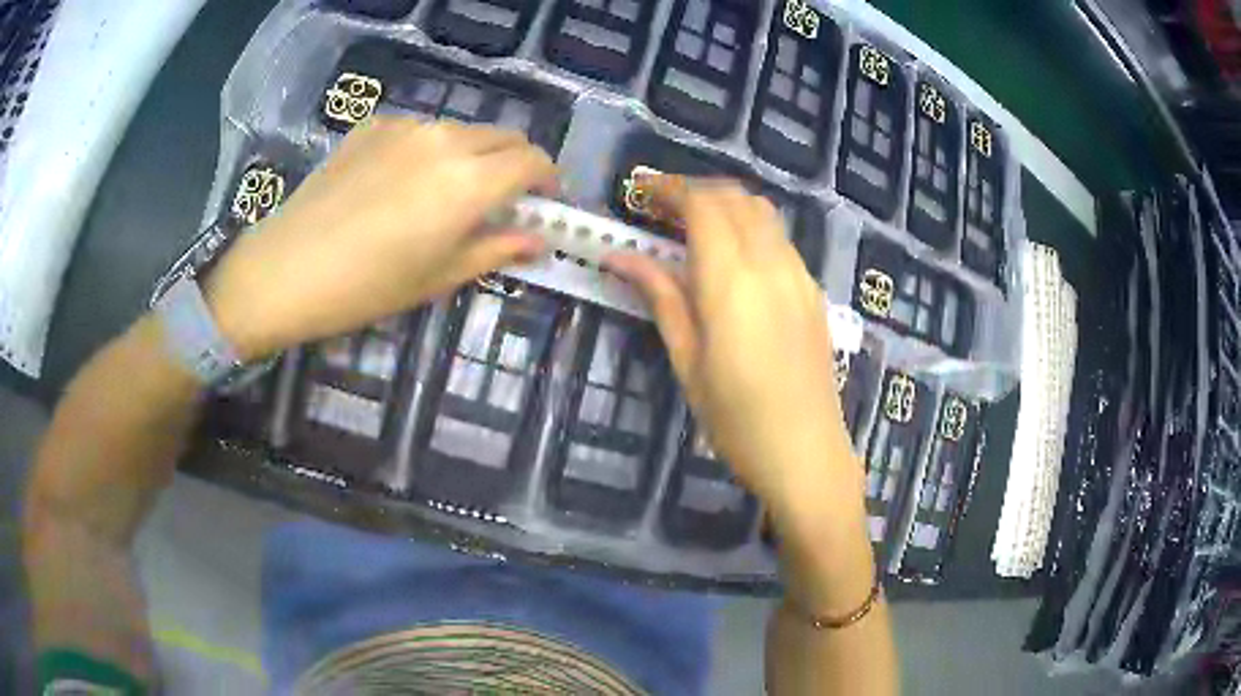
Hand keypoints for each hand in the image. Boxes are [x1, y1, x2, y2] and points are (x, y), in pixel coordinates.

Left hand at [204, 117, 556, 360]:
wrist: (286, 269)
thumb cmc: (367, 287)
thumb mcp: (439, 277)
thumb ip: (496, 249)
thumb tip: (538, 240)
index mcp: (469, 180)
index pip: (533, 161)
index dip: (548, 181)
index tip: (544, 204)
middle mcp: (445, 139)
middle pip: (504, 137)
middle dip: (516, 164)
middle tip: (503, 201)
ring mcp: (406, 127)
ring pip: (462, 131)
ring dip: (474, 156)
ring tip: (448, 193)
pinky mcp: (373, 126)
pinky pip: (420, 131)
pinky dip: (431, 150)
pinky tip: (402, 183)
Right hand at [605, 176, 857, 516]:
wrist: (807, 453)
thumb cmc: (736, 419)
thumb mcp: (688, 361)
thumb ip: (660, 297)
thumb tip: (618, 258)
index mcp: (733, 281)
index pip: (702, 205)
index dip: (668, 188)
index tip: (639, 193)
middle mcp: (772, 264)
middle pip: (735, 197)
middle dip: (695, 191)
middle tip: (659, 210)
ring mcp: (800, 276)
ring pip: (762, 212)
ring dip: (725, 205)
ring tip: (693, 228)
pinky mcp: (813, 291)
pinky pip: (779, 238)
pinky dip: (750, 227)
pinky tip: (732, 258)